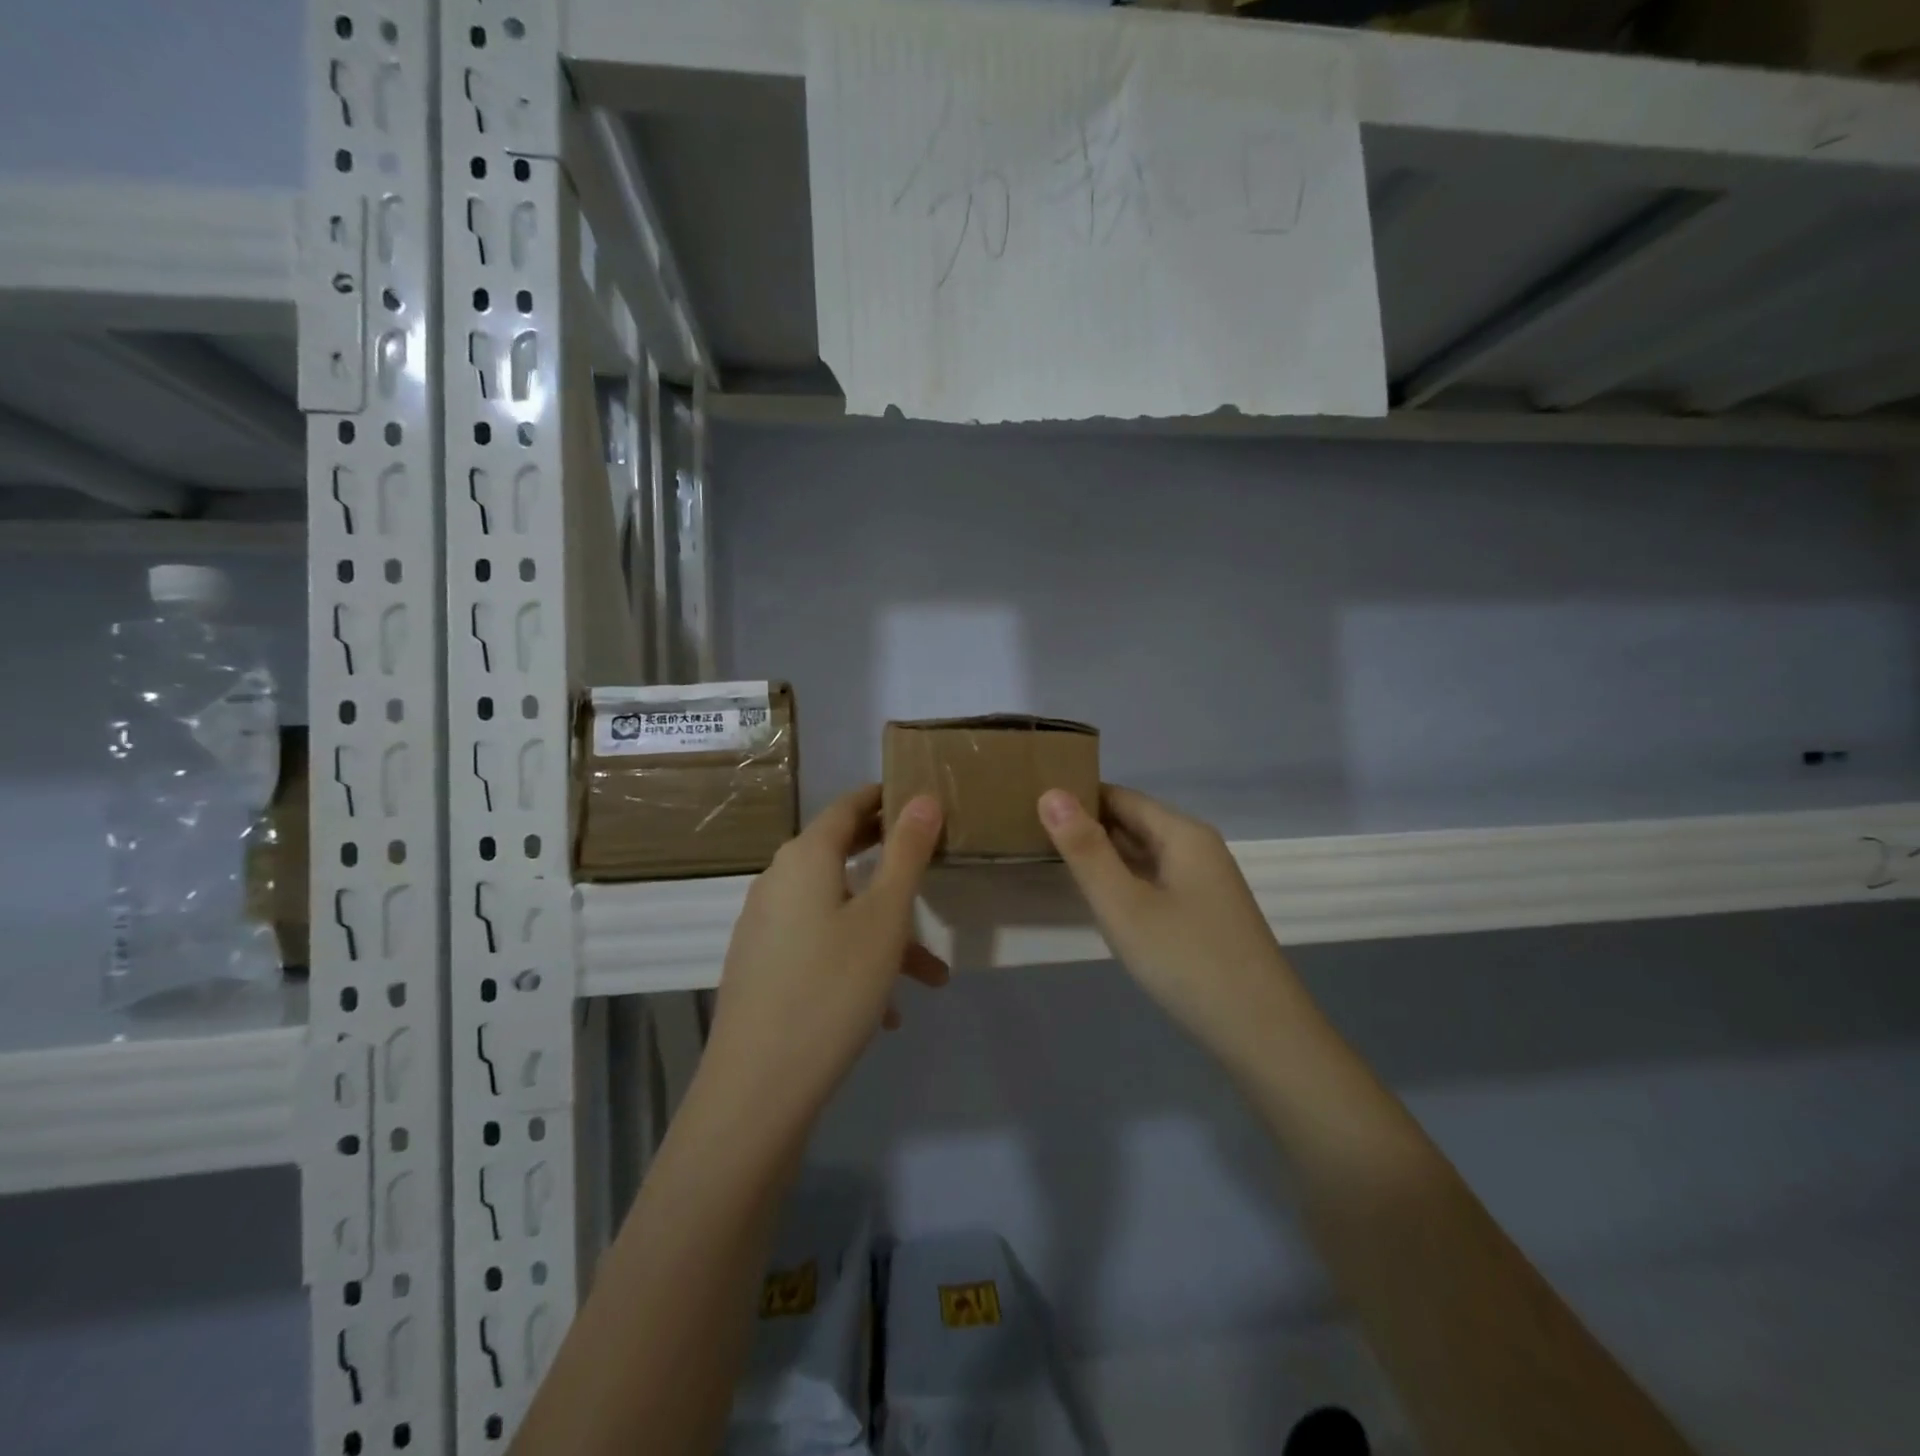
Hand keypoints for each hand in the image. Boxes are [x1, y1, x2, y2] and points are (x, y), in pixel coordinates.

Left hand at [705, 785, 948, 1113]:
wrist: (758, 1086)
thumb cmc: (833, 986)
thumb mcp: (885, 917)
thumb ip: (906, 853)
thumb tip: (923, 798)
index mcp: (805, 858)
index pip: (847, 807)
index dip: (883, 799)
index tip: (918, 800)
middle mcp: (778, 882)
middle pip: (841, 856)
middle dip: (891, 866)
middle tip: (930, 862)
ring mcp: (765, 926)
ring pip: (837, 912)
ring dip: (884, 933)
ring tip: (930, 976)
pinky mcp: (761, 966)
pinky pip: (818, 945)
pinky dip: (854, 960)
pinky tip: (886, 1012)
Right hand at [1038, 785, 1304, 1070]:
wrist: (1264, 1035)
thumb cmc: (1187, 962)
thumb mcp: (1124, 905)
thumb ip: (1085, 850)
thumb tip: (1051, 793)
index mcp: (1183, 834)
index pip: (1120, 796)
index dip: (1077, 796)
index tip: (1030, 802)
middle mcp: (1198, 848)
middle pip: (1134, 821)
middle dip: (1087, 824)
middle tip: (1030, 830)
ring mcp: (1205, 883)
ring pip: (1145, 854)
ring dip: (1104, 854)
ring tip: (1052, 857)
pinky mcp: (1205, 913)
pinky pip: (1156, 880)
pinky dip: (1125, 880)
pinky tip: (1100, 897)